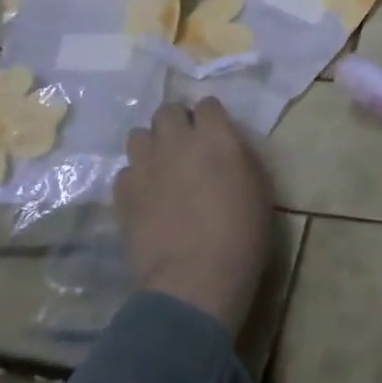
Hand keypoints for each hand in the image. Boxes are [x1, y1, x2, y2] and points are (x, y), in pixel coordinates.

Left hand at [114, 99, 273, 336]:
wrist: (195, 279)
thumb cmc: (242, 235)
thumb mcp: (259, 189)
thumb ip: (240, 157)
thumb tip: (227, 147)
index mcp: (215, 136)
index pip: (207, 104)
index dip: (211, 118)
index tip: (215, 133)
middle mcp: (176, 141)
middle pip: (167, 110)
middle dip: (177, 123)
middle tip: (186, 147)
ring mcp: (145, 165)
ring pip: (139, 135)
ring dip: (152, 145)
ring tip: (161, 167)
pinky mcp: (122, 192)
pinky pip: (125, 171)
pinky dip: (136, 178)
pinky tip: (146, 197)